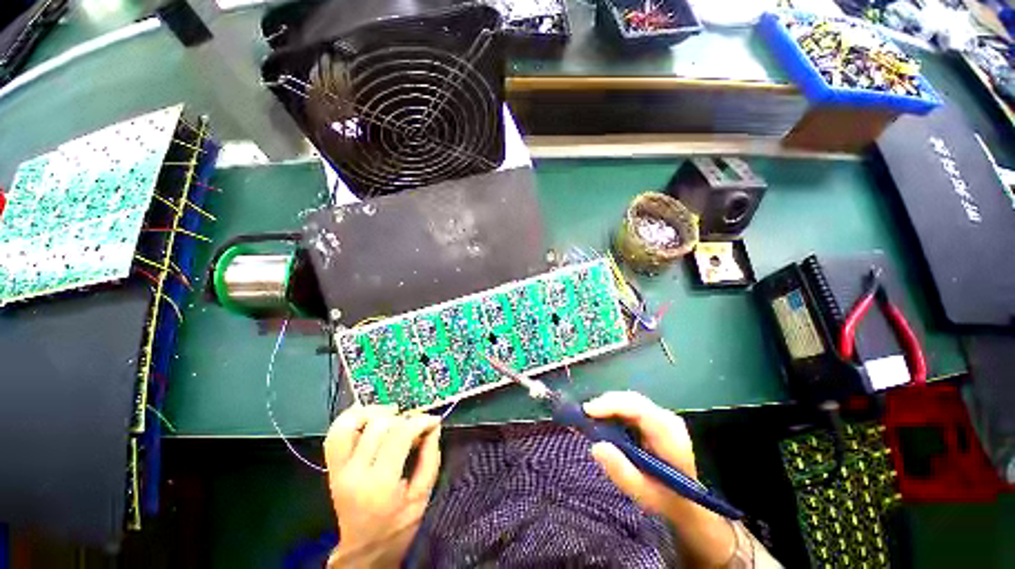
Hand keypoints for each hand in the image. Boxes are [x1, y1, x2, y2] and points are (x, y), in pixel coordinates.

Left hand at [324, 405, 441, 567]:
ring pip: (350, 424)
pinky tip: (369, 416)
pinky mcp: (331, 468)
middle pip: (378, 425)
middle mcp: (355, 473)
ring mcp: (338, 470)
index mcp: (380, 485)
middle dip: (402, 418)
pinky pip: (335, 434)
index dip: (420, 421)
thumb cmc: (397, 525)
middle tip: (414, 425)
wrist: (363, 550)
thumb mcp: (422, 496)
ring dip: (374, 412)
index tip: (433, 420)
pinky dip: (352, 418)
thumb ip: (430, 457)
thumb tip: (433, 425)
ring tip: (391, 415)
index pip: (399, 435)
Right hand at [584, 392, 735, 567]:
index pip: (639, 408)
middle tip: (583, 416)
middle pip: (631, 400)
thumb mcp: (644, 494)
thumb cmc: (668, 501)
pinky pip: (629, 407)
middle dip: (605, 404)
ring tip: (589, 420)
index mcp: (669, 435)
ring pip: (629, 401)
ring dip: (607, 407)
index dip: (611, 404)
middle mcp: (666, 418)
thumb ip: (622, 472)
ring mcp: (660, 416)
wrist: (690, 503)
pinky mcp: (653, 419)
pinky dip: (613, 411)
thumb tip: (596, 446)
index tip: (587, 411)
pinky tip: (603, 422)